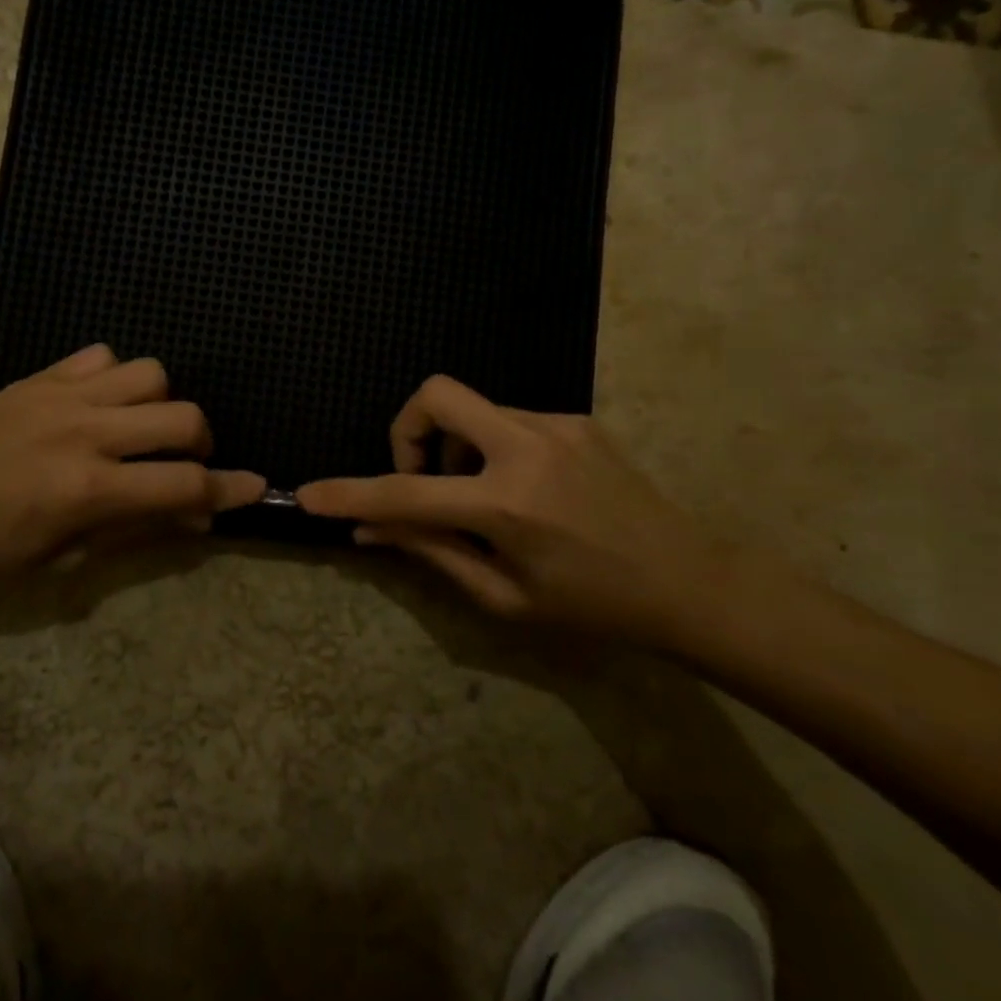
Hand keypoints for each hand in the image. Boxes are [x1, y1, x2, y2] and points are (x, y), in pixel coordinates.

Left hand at [0, 345, 264, 583]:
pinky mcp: (39, 377)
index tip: (256, 487)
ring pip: (151, 374)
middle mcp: (86, 433)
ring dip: (161, 405)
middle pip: (184, 417)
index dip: (229, 490)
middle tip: (180, 465)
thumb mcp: (56, 559)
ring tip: (140, 430)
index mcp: (88, 490)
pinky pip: (101, 356)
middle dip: (201, 444)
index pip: (184, 485)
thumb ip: (129, 529)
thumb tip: (187, 514)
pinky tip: (98, 405)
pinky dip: (115, 378)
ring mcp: (62, 396)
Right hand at [296, 375, 728, 645]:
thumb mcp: (504, 596)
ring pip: (472, 409)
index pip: (406, 492)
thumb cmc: (593, 606)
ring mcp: (556, 424)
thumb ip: (432, 553)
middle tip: (422, 476)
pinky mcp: (575, 419)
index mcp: (507, 504)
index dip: (350, 494)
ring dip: (455, 447)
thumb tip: (369, 533)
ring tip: (482, 497)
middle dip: (406, 429)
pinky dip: (490, 448)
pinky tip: (522, 489)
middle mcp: (527, 447)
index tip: (310, 493)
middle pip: (436, 394)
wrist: (690, 582)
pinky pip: (506, 419)